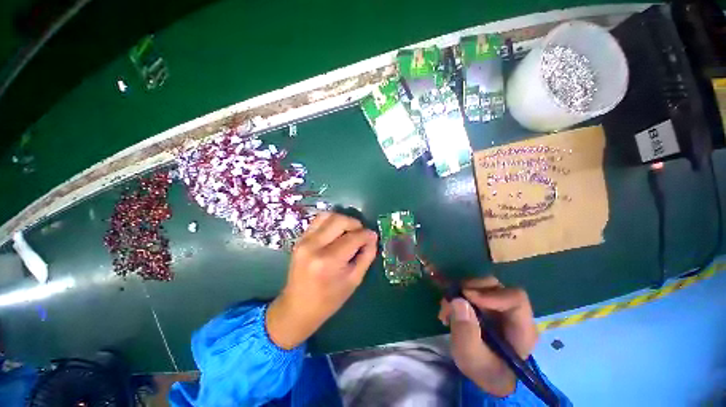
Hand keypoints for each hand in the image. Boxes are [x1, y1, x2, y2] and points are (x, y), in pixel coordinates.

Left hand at [266, 212, 377, 348]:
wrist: (297, 308)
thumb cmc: (329, 300)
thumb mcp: (354, 281)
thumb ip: (366, 256)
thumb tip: (372, 237)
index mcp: (328, 261)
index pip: (353, 238)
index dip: (367, 235)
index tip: (373, 236)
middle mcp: (314, 246)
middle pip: (340, 221)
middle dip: (355, 224)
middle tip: (361, 233)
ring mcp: (304, 241)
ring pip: (328, 216)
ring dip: (343, 220)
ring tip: (349, 231)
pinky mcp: (300, 239)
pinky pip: (318, 220)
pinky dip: (331, 222)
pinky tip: (337, 232)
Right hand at [438, 276, 538, 395]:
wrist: (484, 374)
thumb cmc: (483, 370)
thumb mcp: (472, 359)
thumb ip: (466, 333)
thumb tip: (458, 300)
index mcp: (522, 329)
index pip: (515, 299)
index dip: (490, 294)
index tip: (466, 297)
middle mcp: (513, 312)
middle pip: (495, 286)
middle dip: (468, 290)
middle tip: (449, 303)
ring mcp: (499, 306)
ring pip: (480, 285)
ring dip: (459, 293)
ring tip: (446, 311)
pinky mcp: (486, 303)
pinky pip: (471, 289)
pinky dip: (457, 295)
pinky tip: (449, 311)